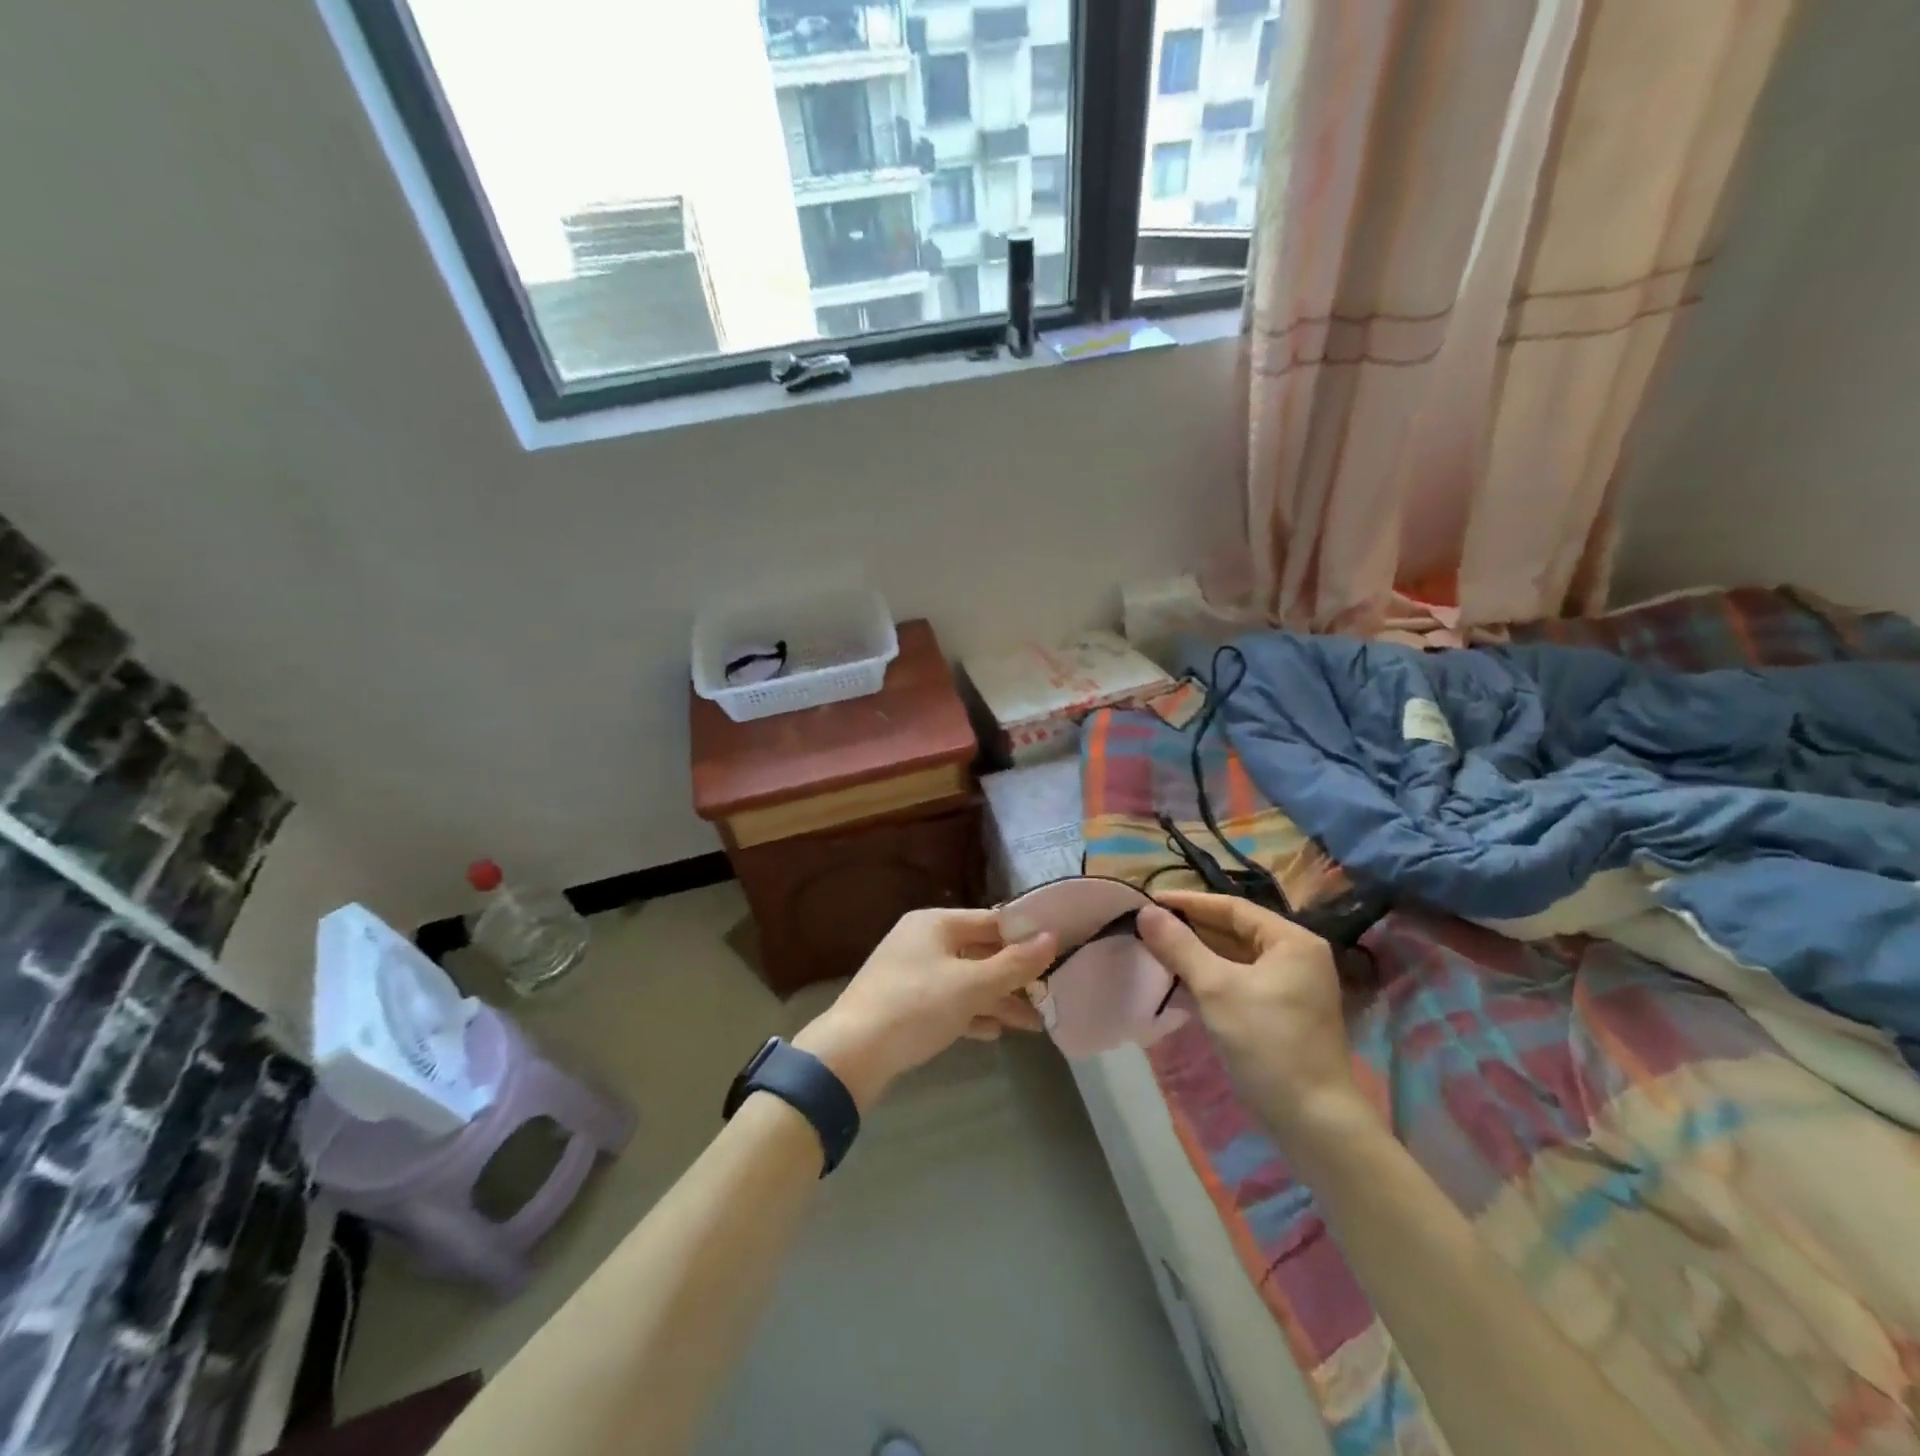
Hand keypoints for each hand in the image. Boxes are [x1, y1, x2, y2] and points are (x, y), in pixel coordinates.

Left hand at [793, 908, 1054, 1109]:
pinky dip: (972, 1014)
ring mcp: (912, 973)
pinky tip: (995, 1032)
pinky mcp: (905, 1005)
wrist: (851, 1054)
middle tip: (1049, 997)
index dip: (1025, 936)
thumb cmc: (915, 1006)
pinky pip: (949, 1002)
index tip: (1058, 953)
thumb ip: (1014, 964)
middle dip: (1014, 977)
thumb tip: (1052, 937)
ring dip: (998, 1000)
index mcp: (935, 923)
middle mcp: (923, 941)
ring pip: (966, 981)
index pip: (991, 921)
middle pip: (979, 952)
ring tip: (1033, 1025)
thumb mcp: (970, 985)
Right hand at [1138, 891, 1372, 1145]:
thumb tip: (1145, 912)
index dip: (1188, 903)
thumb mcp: (1217, 989)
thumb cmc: (1268, 1043)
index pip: (1232, 908)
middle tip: (1147, 926)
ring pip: (1235, 959)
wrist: (1314, 1122)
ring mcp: (1292, 988)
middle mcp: (1297, 957)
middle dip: (1190, 929)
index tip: (1149, 901)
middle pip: (1234, 931)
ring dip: (1197, 955)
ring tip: (1155, 950)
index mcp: (1292, 941)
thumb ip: (1180, 946)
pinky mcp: (1281, 1014)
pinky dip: (1210, 979)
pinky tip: (1178, 982)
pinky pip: (1239, 982)